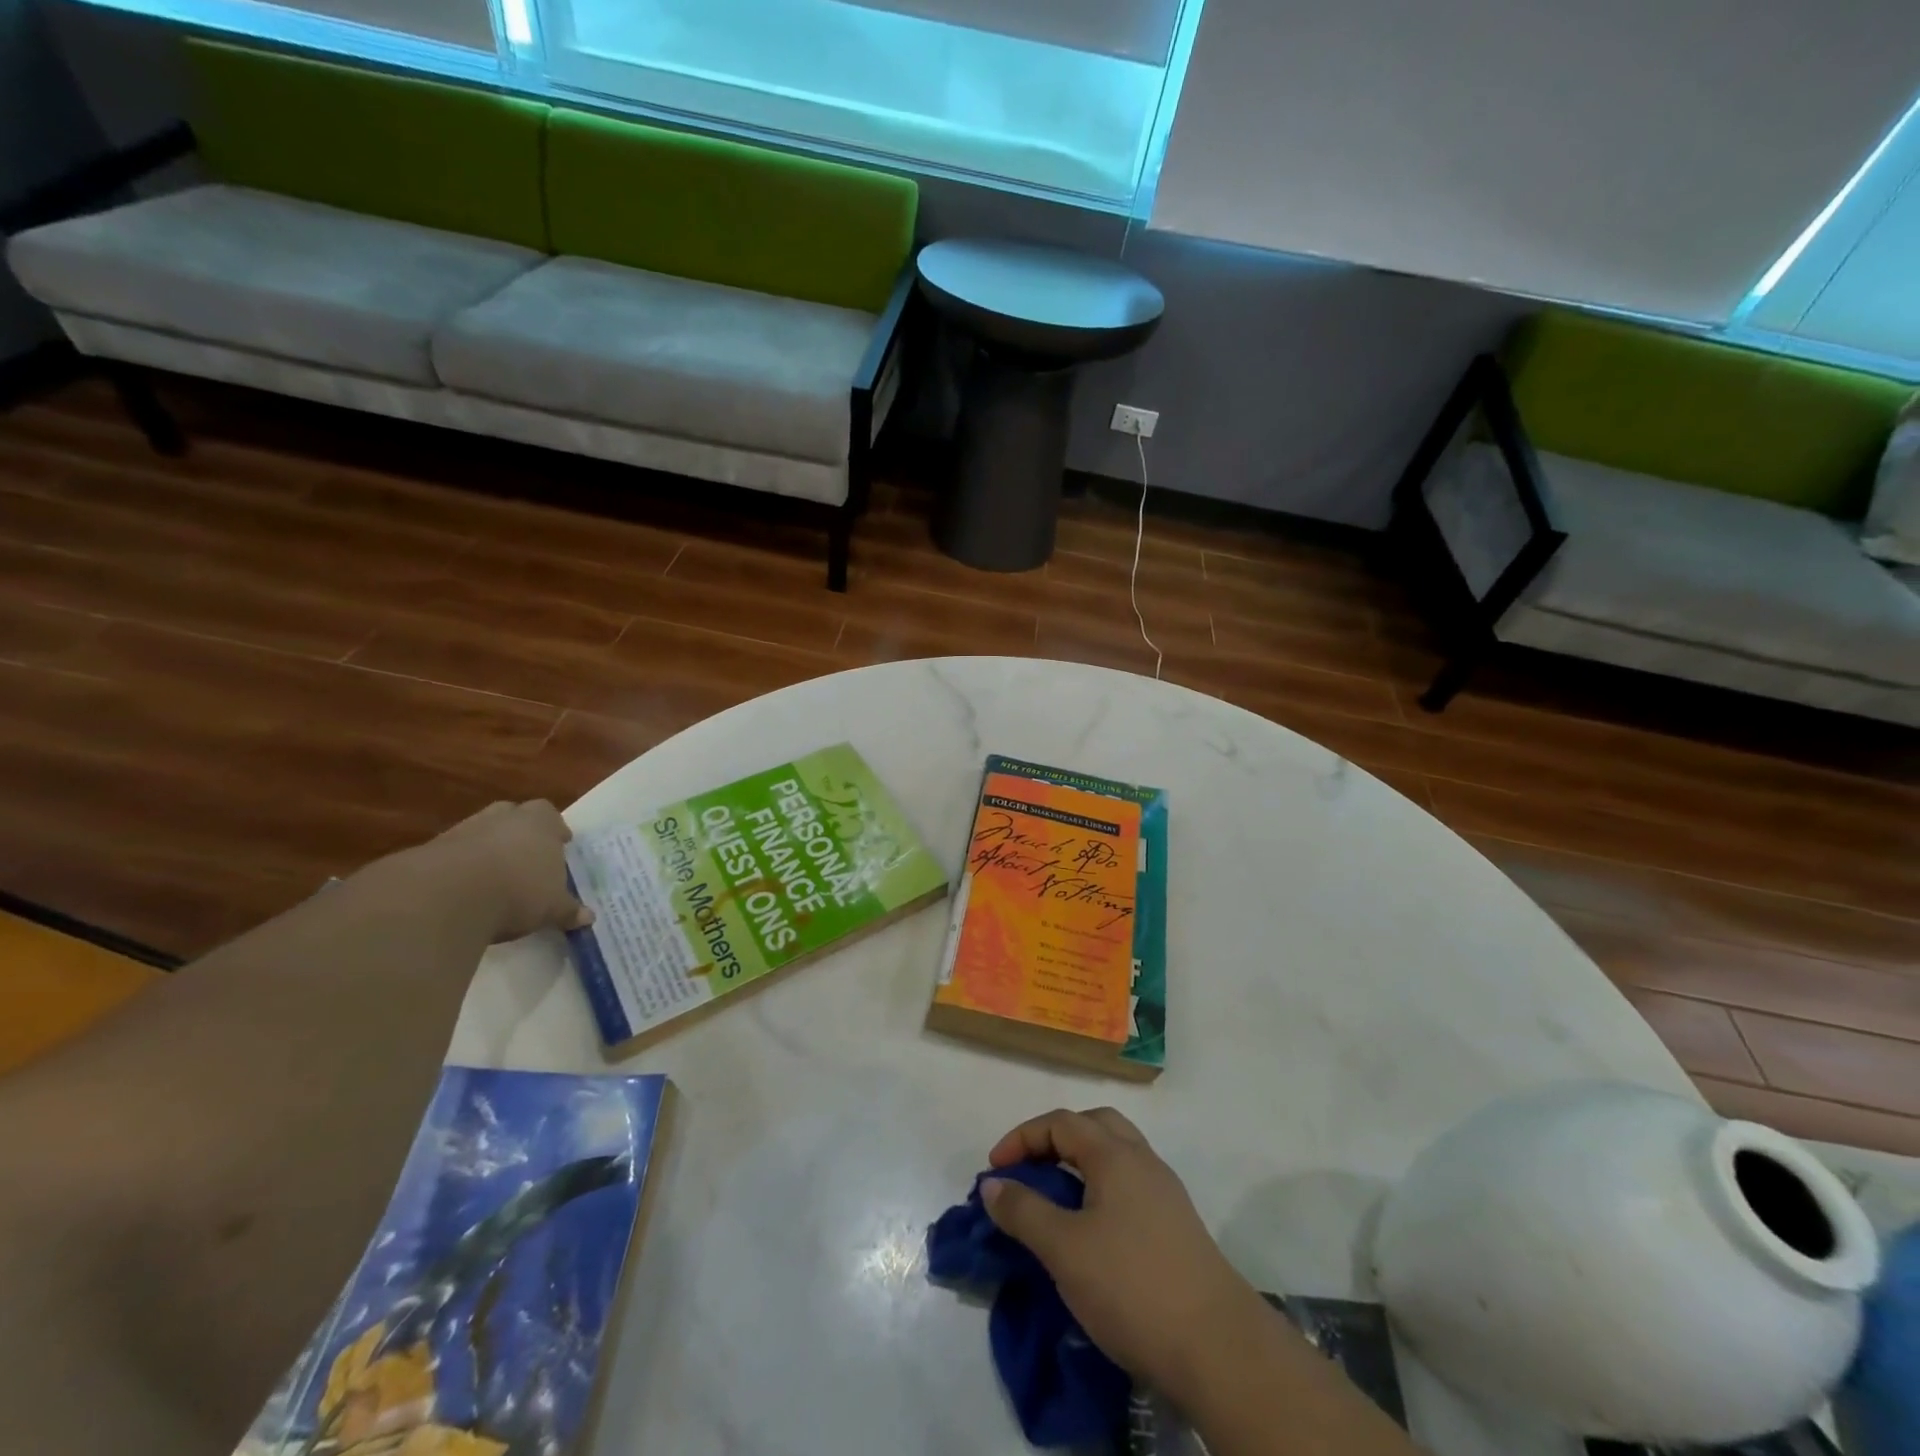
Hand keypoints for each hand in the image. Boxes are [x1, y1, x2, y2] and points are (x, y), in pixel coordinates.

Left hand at [411, 800, 590, 942]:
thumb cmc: (518, 891)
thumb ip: (568, 910)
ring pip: (481, 832)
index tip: (560, 844)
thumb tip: (588, 918)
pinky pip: (454, 854)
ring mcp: (465, 831)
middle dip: (520, 832)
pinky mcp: (431, 850)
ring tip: (496, 877)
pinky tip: (466, 890)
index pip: (550, 815)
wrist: (448, 895)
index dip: (555, 829)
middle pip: (513, 815)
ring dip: (488, 849)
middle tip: (527, 855)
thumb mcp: (551, 907)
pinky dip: (461, 867)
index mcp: (540, 822)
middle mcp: (503, 818)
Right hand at [981, 1108, 1269, 1408]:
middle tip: (1030, 1171)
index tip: (994, 1172)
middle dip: (1055, 1139)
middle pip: (1094, 1126)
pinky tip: (1092, 1230)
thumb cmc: (1132, 1286)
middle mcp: (1143, 1160)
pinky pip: (1130, 1186)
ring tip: (1056, 1200)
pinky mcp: (1178, 1226)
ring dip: (1081, 1164)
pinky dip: (1102, 1189)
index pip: (1061, 1122)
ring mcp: (1165, 1193)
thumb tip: (993, 1185)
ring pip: (1116, 1155)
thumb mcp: (1064, 1249)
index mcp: (1115, 1154)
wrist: (1218, 1348)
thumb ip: (1024, 1211)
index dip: (1022, 1139)